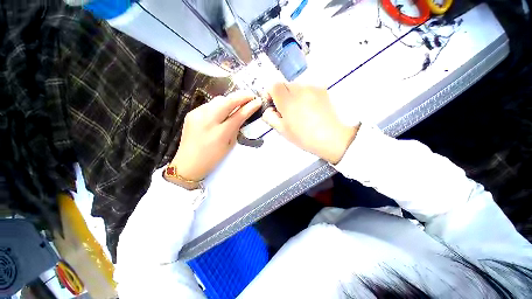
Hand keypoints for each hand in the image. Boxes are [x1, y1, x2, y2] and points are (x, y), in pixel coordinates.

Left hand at [170, 92, 260, 180]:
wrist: (188, 162)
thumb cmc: (213, 157)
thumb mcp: (229, 144)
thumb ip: (235, 128)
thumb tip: (241, 115)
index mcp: (220, 133)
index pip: (239, 115)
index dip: (250, 106)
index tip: (258, 101)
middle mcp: (208, 120)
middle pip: (227, 101)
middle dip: (241, 96)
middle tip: (250, 96)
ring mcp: (197, 114)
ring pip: (218, 99)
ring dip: (230, 100)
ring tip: (237, 103)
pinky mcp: (191, 112)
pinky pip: (209, 104)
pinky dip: (218, 105)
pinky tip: (221, 111)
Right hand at [262, 83, 358, 163]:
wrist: (331, 137)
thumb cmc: (304, 136)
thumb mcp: (282, 130)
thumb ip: (270, 117)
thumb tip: (268, 109)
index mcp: (287, 101)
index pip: (273, 85)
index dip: (270, 94)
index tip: (272, 104)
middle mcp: (299, 89)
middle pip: (284, 85)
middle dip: (281, 95)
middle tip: (285, 110)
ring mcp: (312, 88)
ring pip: (295, 86)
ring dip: (292, 95)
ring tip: (299, 111)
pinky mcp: (321, 89)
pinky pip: (307, 88)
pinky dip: (303, 95)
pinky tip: (309, 108)